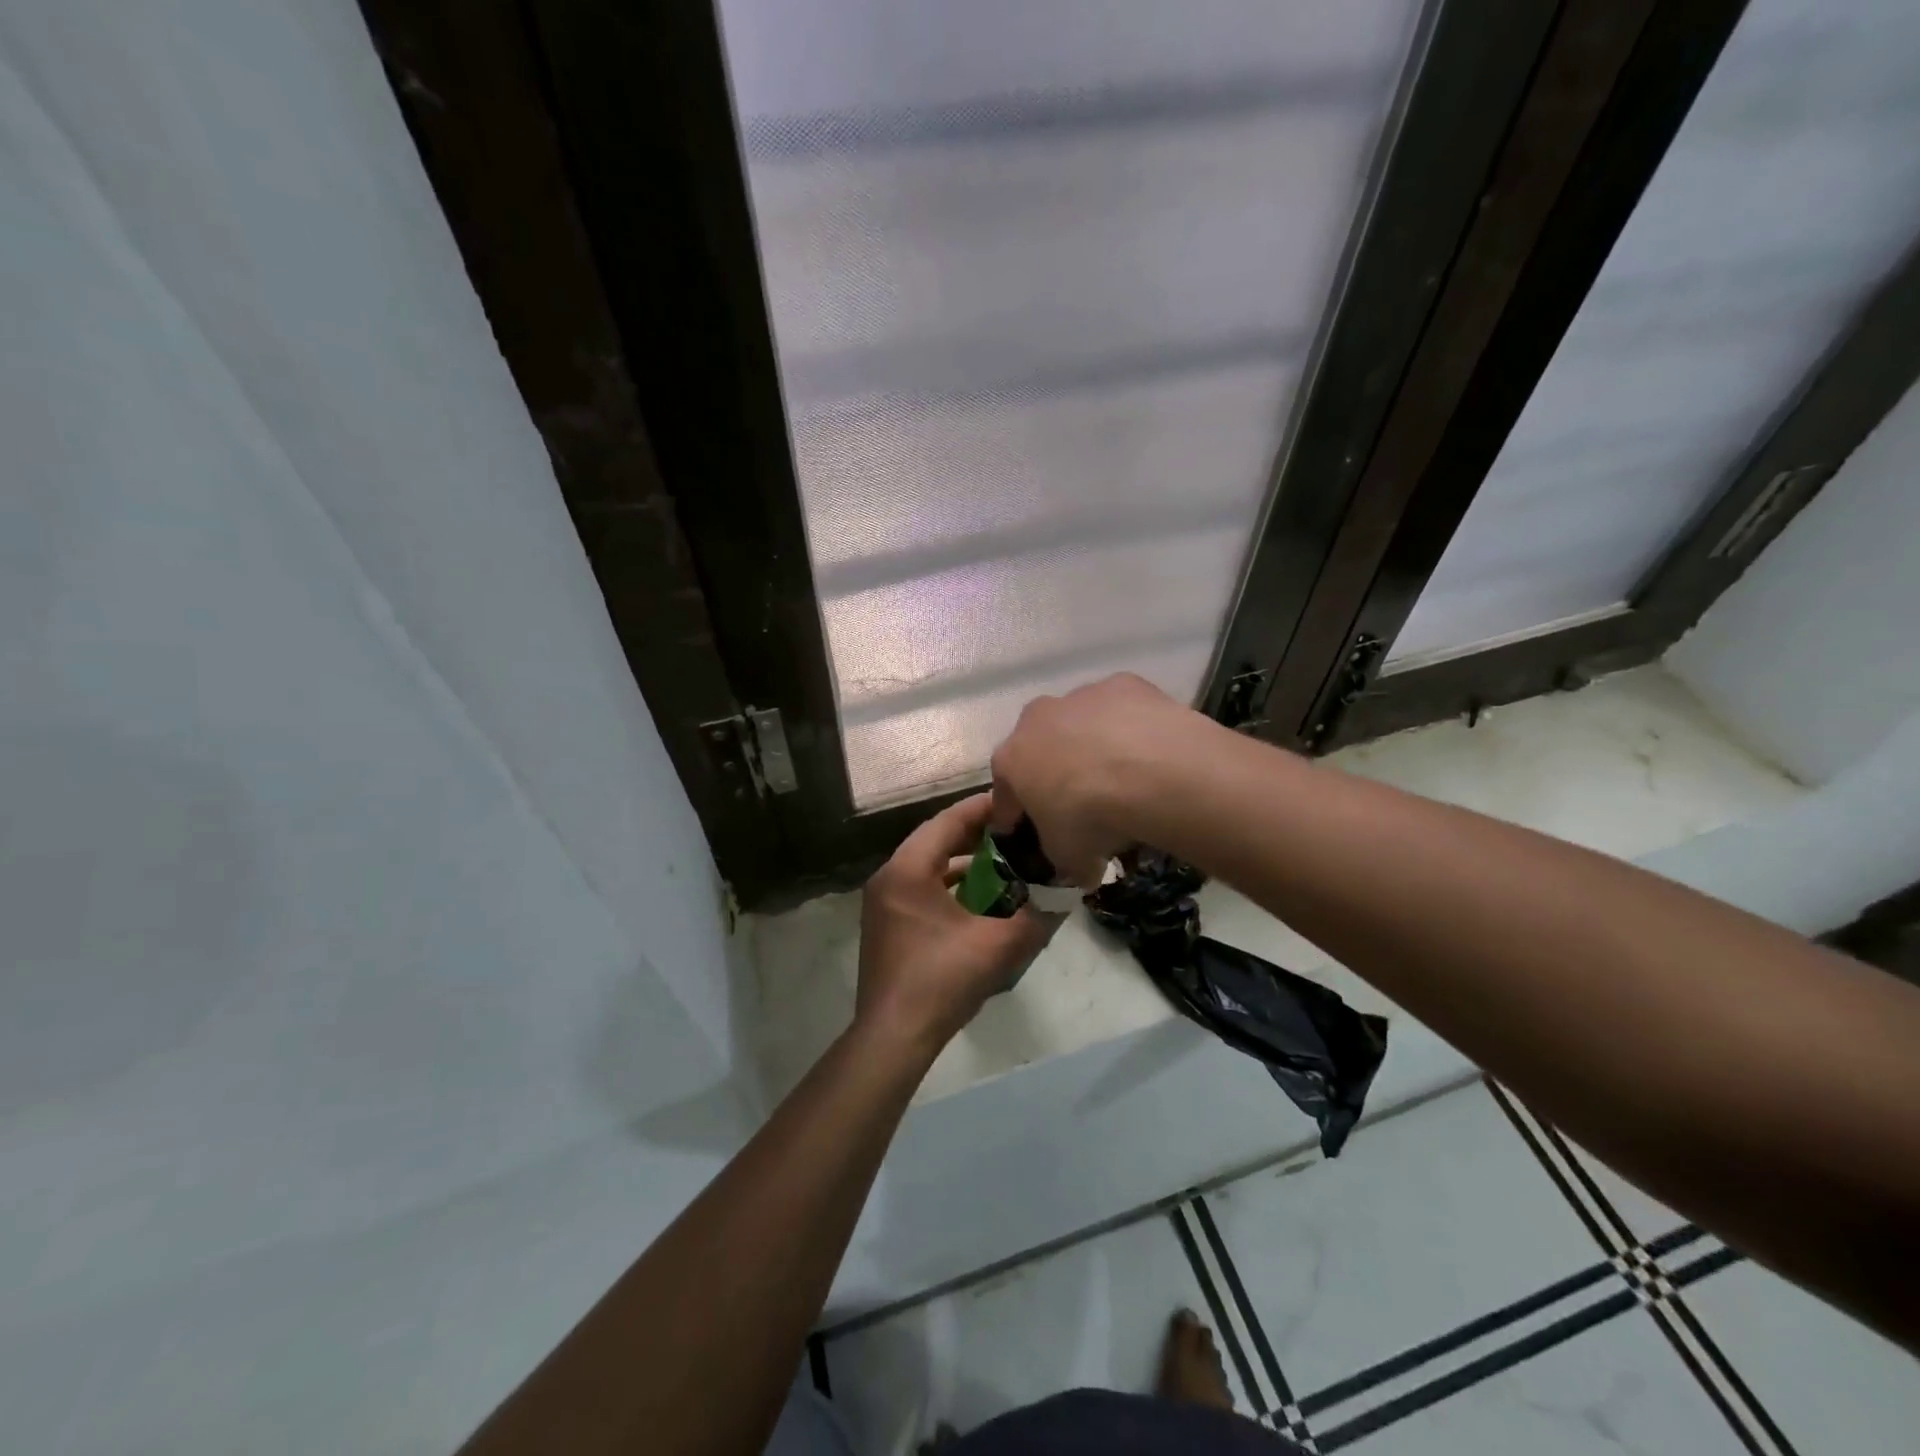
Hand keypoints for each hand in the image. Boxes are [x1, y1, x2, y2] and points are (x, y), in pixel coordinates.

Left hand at [856, 794, 1050, 1057]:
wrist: (894, 1037)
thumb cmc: (942, 981)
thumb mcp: (998, 945)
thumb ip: (1036, 915)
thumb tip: (1065, 892)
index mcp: (908, 870)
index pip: (949, 821)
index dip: (984, 808)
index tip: (1018, 801)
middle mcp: (889, 877)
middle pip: (937, 839)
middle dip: (977, 834)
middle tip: (1017, 829)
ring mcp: (884, 901)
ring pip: (929, 865)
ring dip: (965, 861)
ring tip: (1005, 859)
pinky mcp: (887, 923)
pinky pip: (922, 887)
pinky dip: (951, 885)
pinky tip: (981, 897)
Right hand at [989, 672, 1218, 885]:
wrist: (1151, 772)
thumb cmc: (1091, 817)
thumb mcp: (1069, 856)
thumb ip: (1066, 860)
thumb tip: (1083, 870)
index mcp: (1011, 759)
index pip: (1004, 791)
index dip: (1014, 814)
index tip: (1025, 830)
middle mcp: (1036, 719)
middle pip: (1039, 747)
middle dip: (1052, 771)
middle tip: (1078, 801)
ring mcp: (1080, 696)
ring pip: (1080, 724)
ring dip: (1092, 745)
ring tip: (1123, 777)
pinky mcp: (1123, 684)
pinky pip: (1121, 711)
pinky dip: (1129, 729)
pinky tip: (1150, 753)